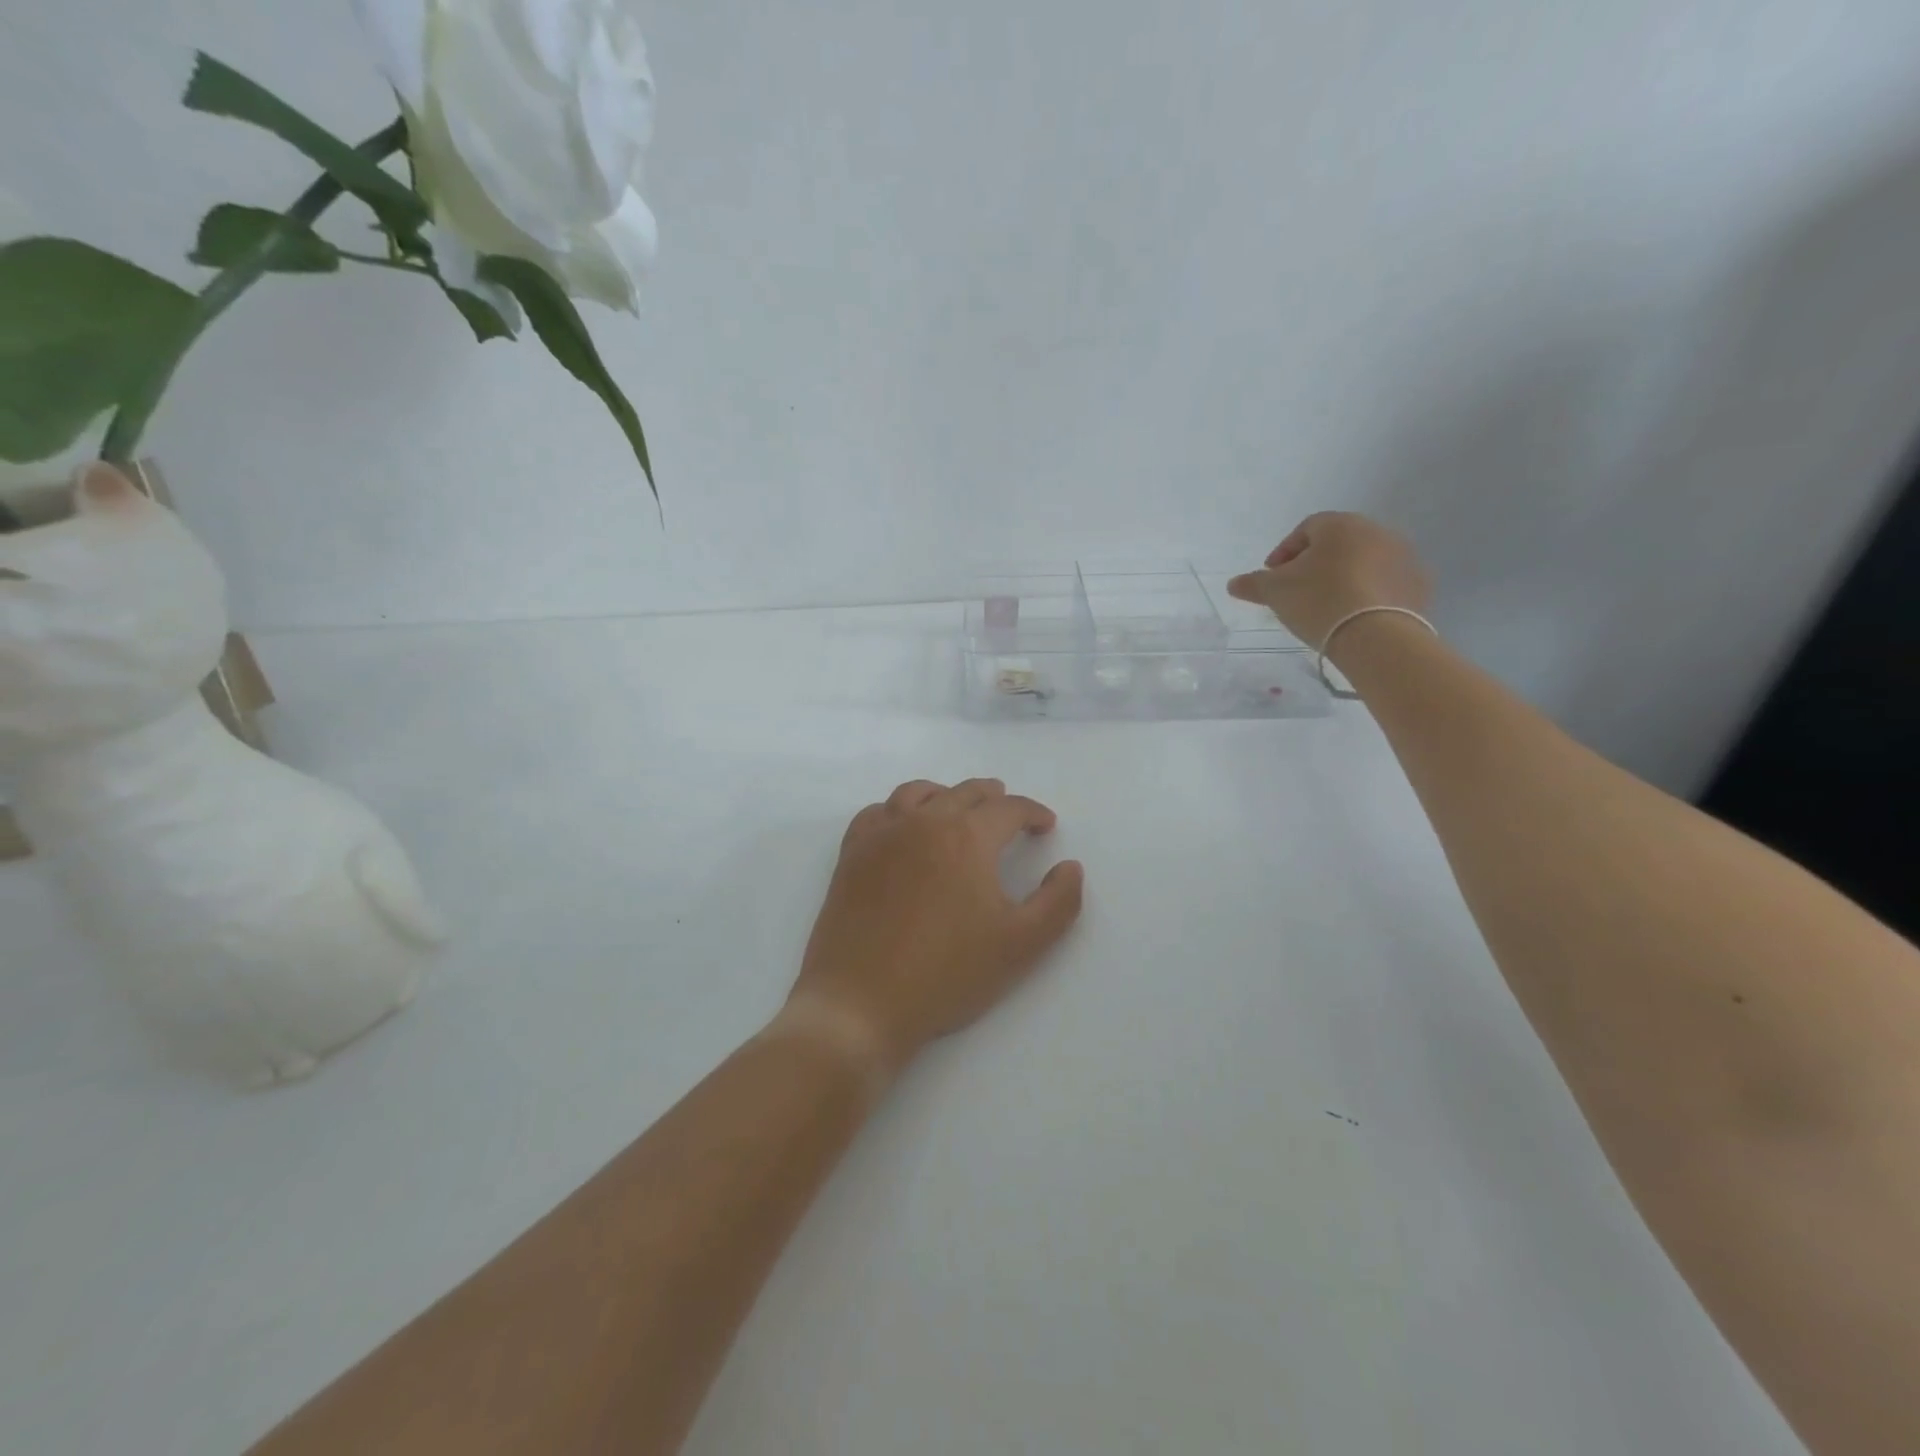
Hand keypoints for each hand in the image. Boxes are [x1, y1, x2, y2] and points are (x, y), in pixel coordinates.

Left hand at [781, 779, 1084, 1080]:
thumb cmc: (946, 974)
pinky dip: (898, 809)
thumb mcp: (1020, 945)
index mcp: (967, 836)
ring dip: (946, 794)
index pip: (1008, 809)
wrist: (860, 1003)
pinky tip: (902, 827)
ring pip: (917, 793)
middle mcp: (923, 822)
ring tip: (957, 807)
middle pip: (964, 792)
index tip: (1045, 825)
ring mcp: (881, 835)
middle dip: (993, 797)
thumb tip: (1071, 867)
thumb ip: (1057, 902)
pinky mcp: (851, 854)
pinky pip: (877, 813)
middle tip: (1007, 809)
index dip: (1033, 812)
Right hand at [1227, 512, 1430, 651]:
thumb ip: (1253, 584)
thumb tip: (1234, 584)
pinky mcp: (1419, 584)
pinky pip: (1386, 583)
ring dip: (1344, 577)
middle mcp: (1376, 531)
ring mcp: (1404, 556)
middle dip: (1315, 563)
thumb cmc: (1319, 601)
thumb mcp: (1275, 592)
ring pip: (1364, 562)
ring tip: (1327, 605)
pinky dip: (1369, 593)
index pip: (1306, 529)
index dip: (1285, 551)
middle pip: (1338, 543)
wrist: (1376, 636)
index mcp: (1340, 525)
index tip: (1273, 576)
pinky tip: (1354, 615)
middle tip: (1298, 591)